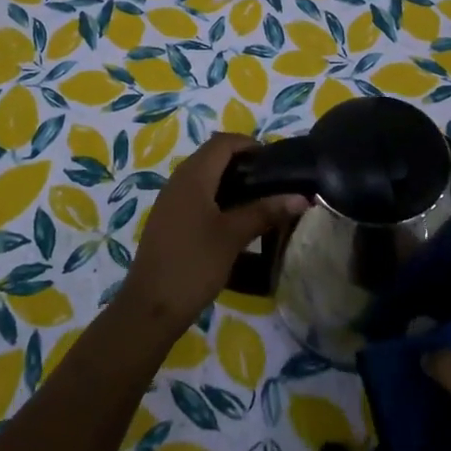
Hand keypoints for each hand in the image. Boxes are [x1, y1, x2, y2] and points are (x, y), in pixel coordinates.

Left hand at [120, 134, 306, 339]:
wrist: (150, 307)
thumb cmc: (194, 264)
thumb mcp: (233, 236)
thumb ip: (265, 212)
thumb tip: (301, 198)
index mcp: (193, 176)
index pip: (223, 142)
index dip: (250, 144)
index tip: (275, 162)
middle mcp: (178, 181)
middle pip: (213, 156)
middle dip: (243, 163)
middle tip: (272, 182)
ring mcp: (171, 201)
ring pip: (205, 177)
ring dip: (231, 182)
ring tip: (259, 201)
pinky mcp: (169, 220)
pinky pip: (197, 196)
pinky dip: (218, 198)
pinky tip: (235, 221)